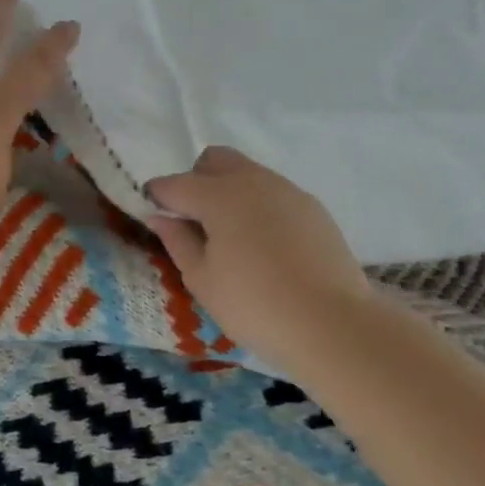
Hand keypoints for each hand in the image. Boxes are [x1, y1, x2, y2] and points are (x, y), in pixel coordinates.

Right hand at [146, 147, 370, 358]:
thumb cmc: (254, 305)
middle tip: (194, 222)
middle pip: (214, 161)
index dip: (156, 197)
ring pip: (247, 174)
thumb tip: (161, 216)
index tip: (151, 216)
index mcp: (219, 195)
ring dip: (229, 193)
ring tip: (230, 238)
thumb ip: (177, 240)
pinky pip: (273, 194)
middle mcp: (253, 181)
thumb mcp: (201, 279)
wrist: (333, 325)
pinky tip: (263, 246)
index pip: (174, 184)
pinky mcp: (313, 209)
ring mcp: (288, 191)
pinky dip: (257, 207)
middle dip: (196, 181)